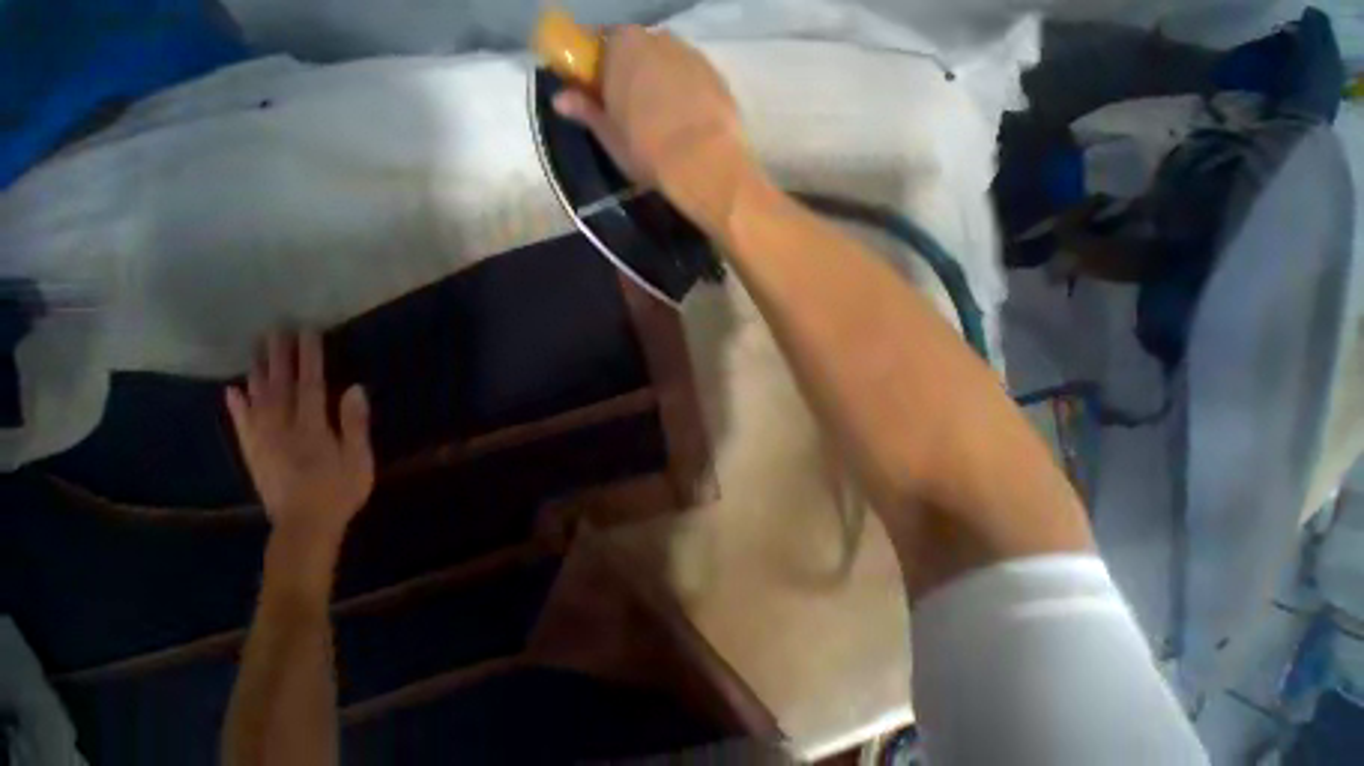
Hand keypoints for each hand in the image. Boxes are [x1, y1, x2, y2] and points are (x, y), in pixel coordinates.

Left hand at [226, 331, 373, 544]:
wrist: (304, 527)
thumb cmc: (340, 491)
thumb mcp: (359, 459)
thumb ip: (354, 423)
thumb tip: (354, 389)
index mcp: (312, 428)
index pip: (310, 385)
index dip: (309, 358)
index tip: (307, 333)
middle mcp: (282, 428)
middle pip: (279, 387)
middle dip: (279, 357)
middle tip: (275, 330)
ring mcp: (263, 441)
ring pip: (257, 400)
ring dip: (258, 373)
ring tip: (256, 351)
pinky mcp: (253, 454)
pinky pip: (241, 425)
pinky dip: (236, 406)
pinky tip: (232, 390)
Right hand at [552, 26, 761, 233]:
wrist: (705, 164)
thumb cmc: (649, 151)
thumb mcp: (611, 138)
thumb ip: (586, 111)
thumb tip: (559, 99)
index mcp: (622, 46)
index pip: (601, 46)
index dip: (600, 72)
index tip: (603, 97)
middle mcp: (657, 38)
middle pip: (638, 53)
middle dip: (633, 77)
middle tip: (635, 116)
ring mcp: (691, 54)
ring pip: (668, 65)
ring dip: (662, 85)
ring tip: (666, 125)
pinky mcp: (717, 75)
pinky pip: (693, 80)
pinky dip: (688, 95)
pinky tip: (689, 125)